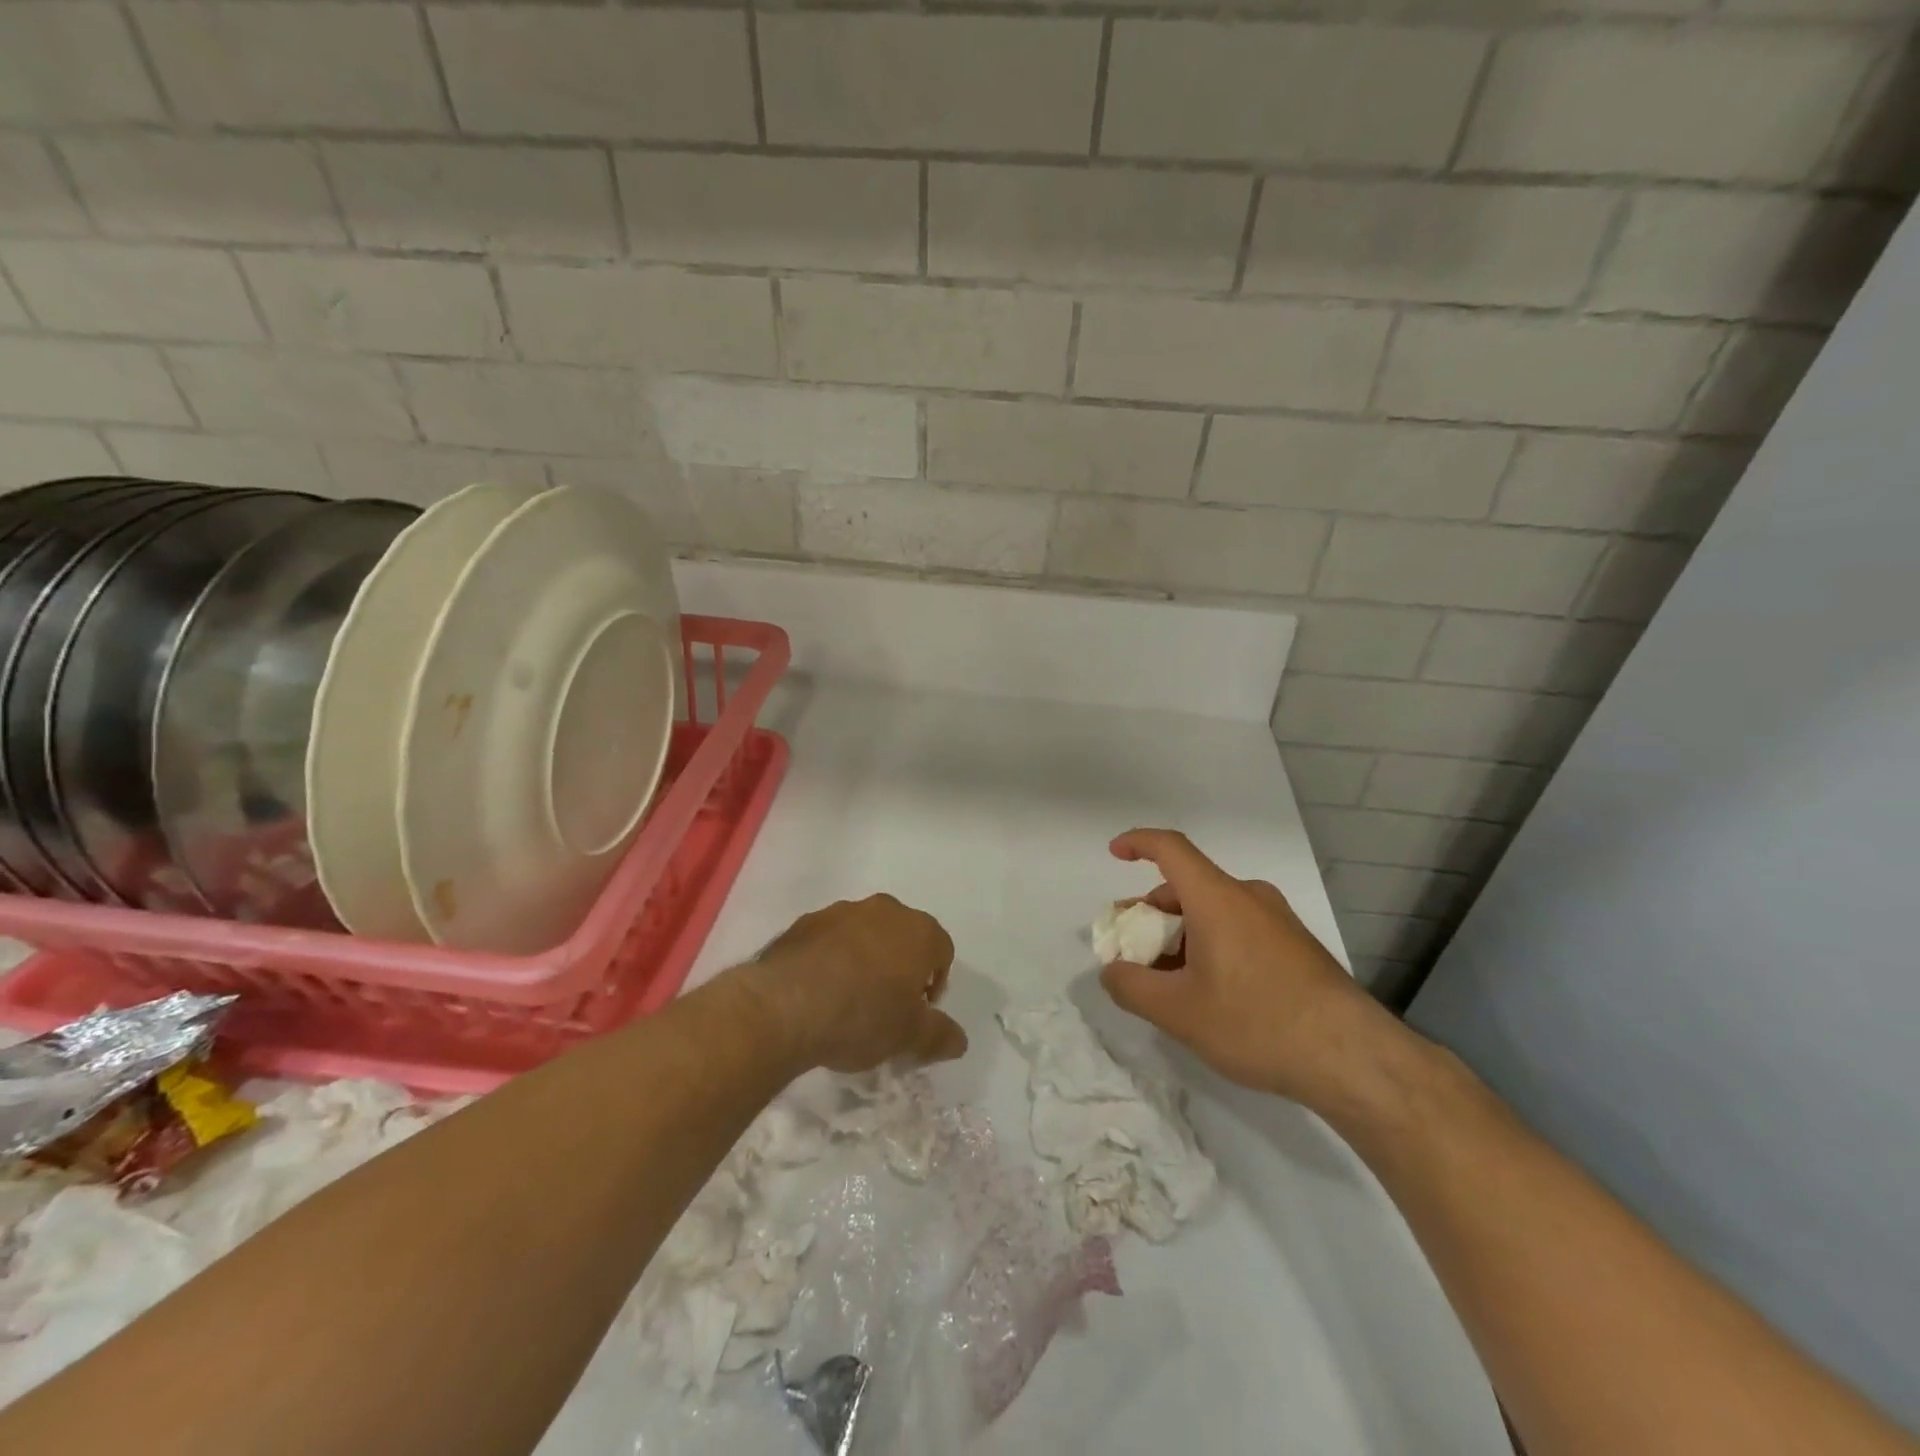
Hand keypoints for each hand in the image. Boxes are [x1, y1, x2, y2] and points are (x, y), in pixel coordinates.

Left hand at [747, 895, 967, 1073]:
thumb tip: (960, 1040)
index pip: (942, 952)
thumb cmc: (861, 1017)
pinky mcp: (805, 921)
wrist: (784, 1005)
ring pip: (866, 934)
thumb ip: (939, 1035)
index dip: (934, 984)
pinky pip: (830, 939)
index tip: (916, 1013)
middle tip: (886, 1006)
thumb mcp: (908, 1037)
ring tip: (848, 999)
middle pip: (904, 937)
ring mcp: (842, 911)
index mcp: (918, 931)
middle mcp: (885, 910)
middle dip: (900, 967)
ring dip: (865, 959)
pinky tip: (819, 990)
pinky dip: (832, 958)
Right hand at [1098, 829, 1412, 1112]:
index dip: (1138, 843)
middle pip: (1187, 887)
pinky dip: (1210, 945)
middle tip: (1131, 949)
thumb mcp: (1178, 1012)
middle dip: (1151, 912)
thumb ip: (1131, 987)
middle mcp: (1248, 897)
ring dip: (1180, 934)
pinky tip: (1208, 992)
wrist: (1354, 1058)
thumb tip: (1112, 972)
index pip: (1171, 849)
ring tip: (1166, 980)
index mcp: (1217, 898)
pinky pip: (1238, 930)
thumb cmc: (1257, 1023)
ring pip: (1213, 912)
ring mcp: (1277, 921)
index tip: (1115, 853)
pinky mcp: (1296, 946)